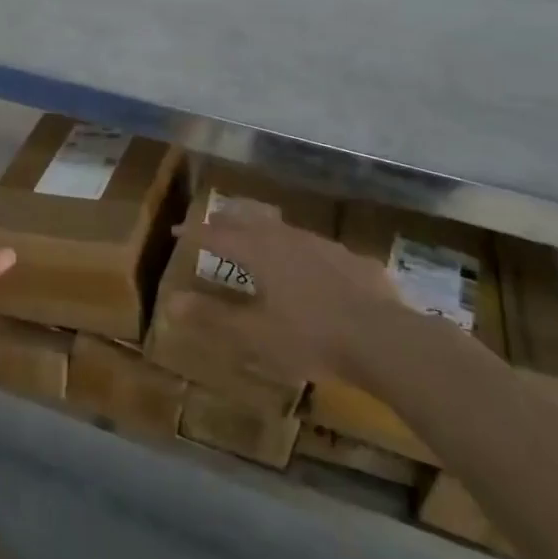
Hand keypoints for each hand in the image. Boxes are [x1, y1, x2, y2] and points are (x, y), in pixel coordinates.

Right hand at [174, 204, 407, 380]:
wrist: (386, 340)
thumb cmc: (311, 338)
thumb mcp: (254, 335)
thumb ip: (212, 317)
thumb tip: (171, 301)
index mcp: (260, 252)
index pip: (218, 235)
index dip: (195, 232)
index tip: (177, 231)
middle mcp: (288, 239)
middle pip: (250, 218)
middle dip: (229, 219)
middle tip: (215, 222)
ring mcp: (324, 246)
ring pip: (284, 228)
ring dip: (264, 228)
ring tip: (257, 237)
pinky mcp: (353, 260)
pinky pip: (316, 248)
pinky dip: (300, 250)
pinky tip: (309, 266)